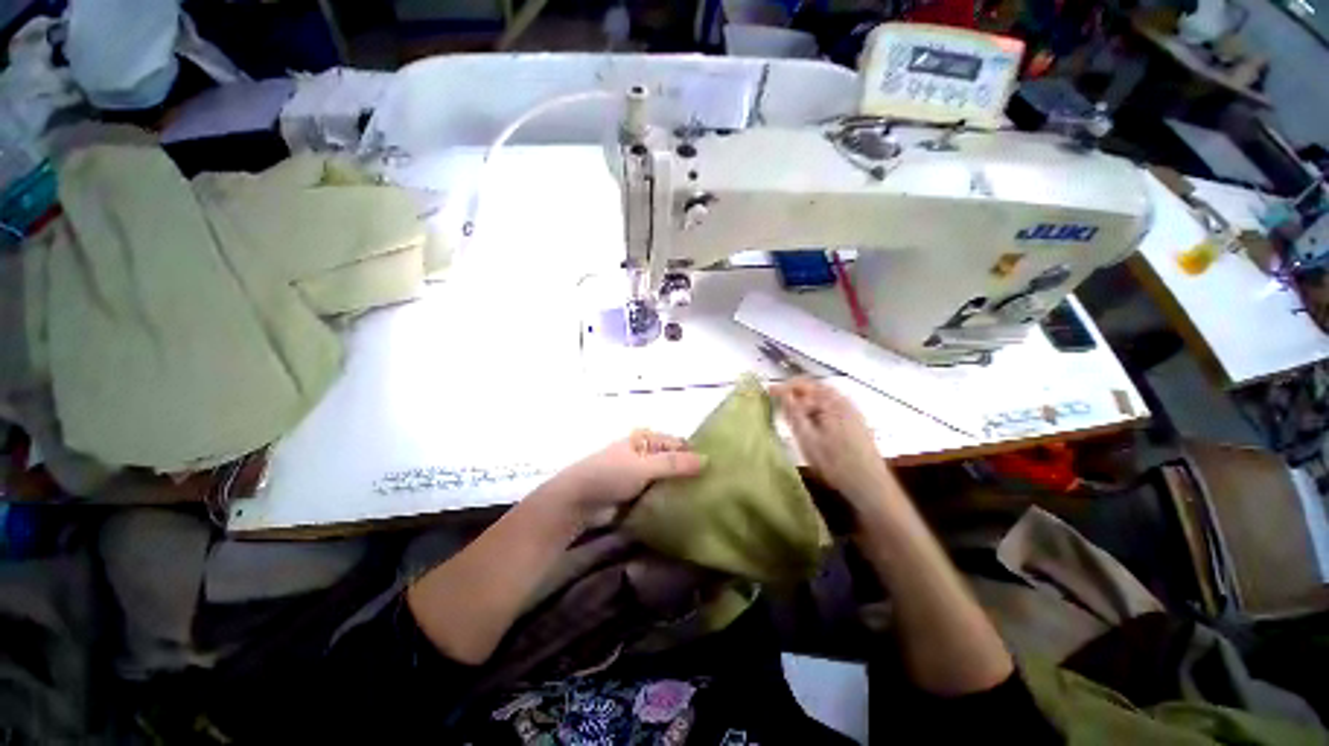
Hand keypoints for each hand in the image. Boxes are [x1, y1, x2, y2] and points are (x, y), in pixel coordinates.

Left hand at [549, 430, 705, 518]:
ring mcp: (640, 474)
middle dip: (690, 473)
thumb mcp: (644, 466)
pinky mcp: (636, 493)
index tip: (717, 470)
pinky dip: (669, 500)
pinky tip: (685, 510)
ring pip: (667, 480)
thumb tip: (707, 460)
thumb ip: (674, 464)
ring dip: (680, 489)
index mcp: (646, 439)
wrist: (576, 501)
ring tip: (706, 500)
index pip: (679, 444)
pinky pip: (658, 494)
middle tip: (715, 488)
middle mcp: (645, 453)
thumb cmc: (609, 474)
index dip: (696, 454)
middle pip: (674, 462)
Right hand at [771, 378, 893, 510]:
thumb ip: (794, 413)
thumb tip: (782, 393)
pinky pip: (831, 406)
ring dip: (806, 402)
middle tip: (780, 405)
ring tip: (793, 415)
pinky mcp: (855, 421)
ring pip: (822, 397)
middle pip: (814, 388)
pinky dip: (817, 409)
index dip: (783, 387)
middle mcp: (843, 400)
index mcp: (831, 401)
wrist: (870, 485)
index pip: (802, 384)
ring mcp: (851, 410)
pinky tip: (812, 424)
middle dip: (795, 393)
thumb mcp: (807, 439)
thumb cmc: (835, 463)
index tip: (767, 393)